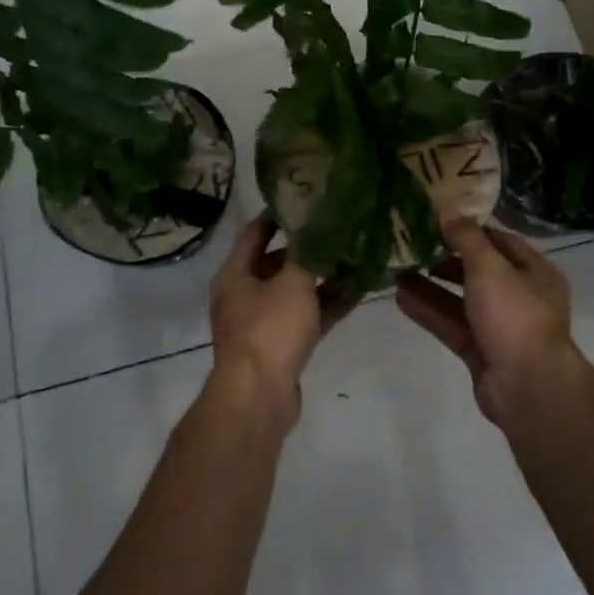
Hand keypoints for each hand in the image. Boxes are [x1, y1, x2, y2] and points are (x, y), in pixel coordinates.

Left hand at [208, 214, 356, 427]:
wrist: (259, 397)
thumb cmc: (269, 329)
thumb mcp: (292, 282)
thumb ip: (308, 252)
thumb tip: (318, 223)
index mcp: (235, 274)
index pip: (255, 232)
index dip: (279, 214)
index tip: (306, 197)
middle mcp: (244, 295)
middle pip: (277, 262)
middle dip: (307, 247)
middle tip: (338, 227)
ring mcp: (262, 323)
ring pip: (295, 292)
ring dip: (322, 277)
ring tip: (355, 256)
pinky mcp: (281, 347)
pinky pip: (307, 317)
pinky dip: (328, 305)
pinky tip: (357, 292)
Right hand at [397, 219, 581, 424]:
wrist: (528, 386)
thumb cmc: (515, 315)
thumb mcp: (490, 267)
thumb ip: (467, 239)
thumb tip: (450, 212)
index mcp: (535, 272)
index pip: (500, 241)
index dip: (470, 230)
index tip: (438, 220)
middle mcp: (521, 297)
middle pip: (479, 271)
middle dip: (446, 259)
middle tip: (413, 245)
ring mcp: (500, 327)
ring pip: (461, 300)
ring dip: (431, 285)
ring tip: (398, 269)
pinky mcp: (481, 351)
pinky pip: (451, 325)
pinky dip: (429, 311)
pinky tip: (400, 297)